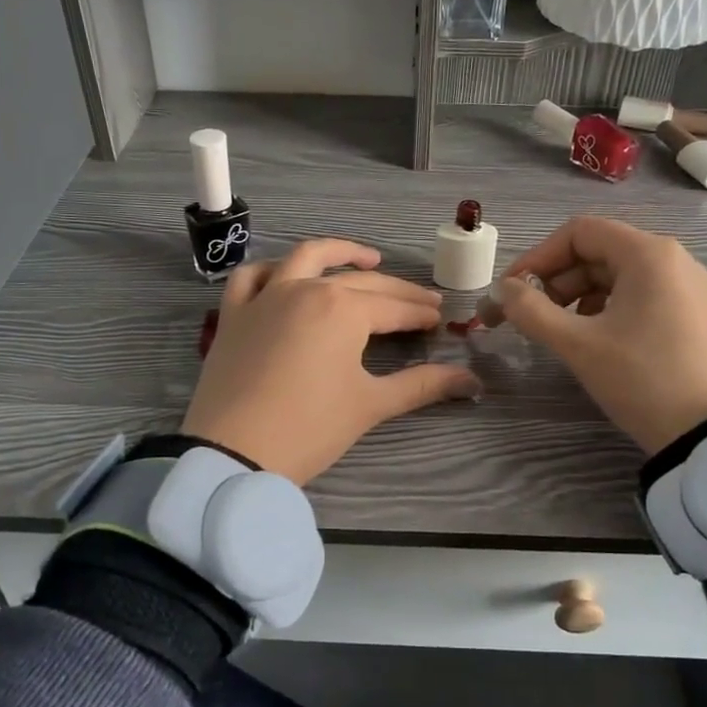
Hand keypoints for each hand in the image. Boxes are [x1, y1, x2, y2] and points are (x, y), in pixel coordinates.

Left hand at [183, 239, 481, 484]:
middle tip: (422, 301)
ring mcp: (265, 296)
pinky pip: (251, 277)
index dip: (420, 313)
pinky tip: (286, 275)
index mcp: (343, 309)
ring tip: (366, 259)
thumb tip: (474, 383)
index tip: (439, 320)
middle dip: (397, 291)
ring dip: (339, 253)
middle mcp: (305, 289)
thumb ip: (423, 386)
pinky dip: (272, 269)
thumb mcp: (370, 405)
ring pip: (305, 258)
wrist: (232, 453)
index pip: (394, 307)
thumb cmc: (309, 428)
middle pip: (360, 282)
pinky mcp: (234, 313)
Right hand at [494, 216, 706, 455]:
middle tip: (528, 316)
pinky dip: (606, 308)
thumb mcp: (578, 344)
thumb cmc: (642, 379)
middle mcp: (672, 259)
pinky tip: (594, 339)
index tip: (510, 291)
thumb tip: (502, 290)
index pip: (578, 232)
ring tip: (558, 331)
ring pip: (617, 275)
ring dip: (577, 296)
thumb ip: (531, 310)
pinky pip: (639, 295)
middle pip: (598, 251)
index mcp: (648, 254)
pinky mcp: (694, 314)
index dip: (537, 257)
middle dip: (555, 280)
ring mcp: (688, 287)